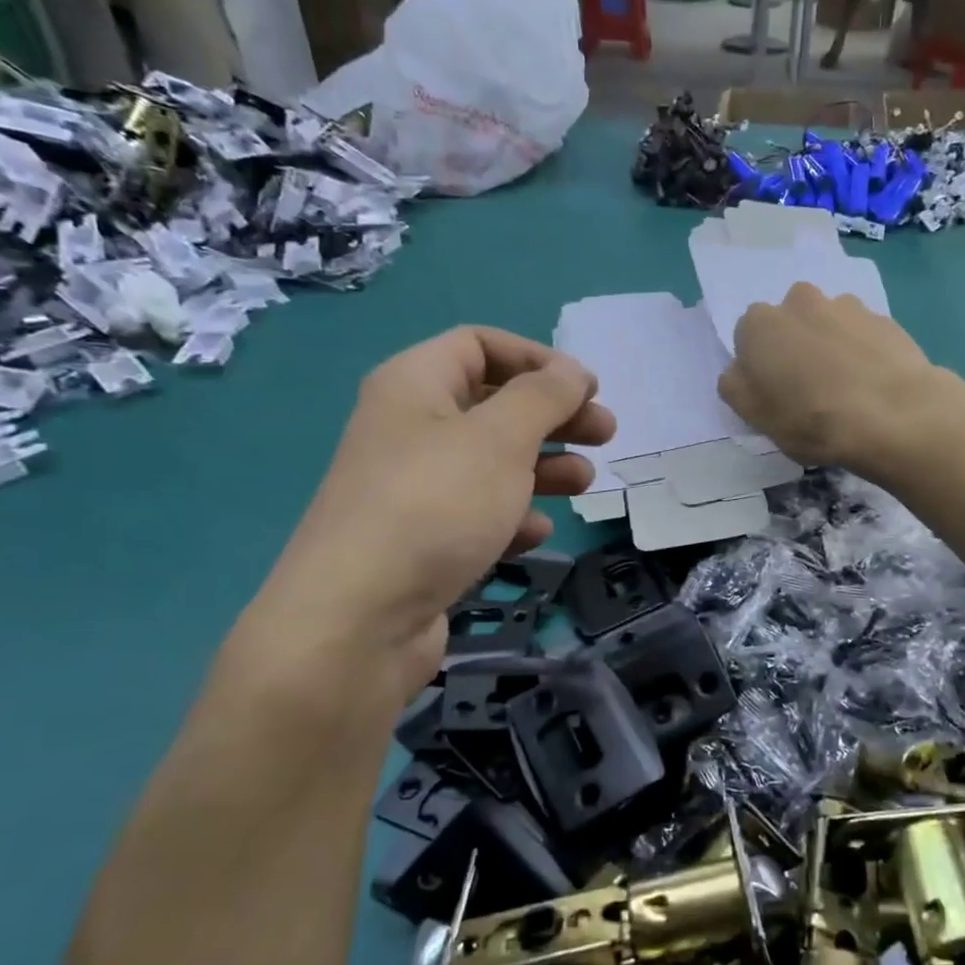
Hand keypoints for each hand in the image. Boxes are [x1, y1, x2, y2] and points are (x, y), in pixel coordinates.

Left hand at [238, 327, 614, 696]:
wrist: (359, 620)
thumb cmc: (436, 506)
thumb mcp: (501, 438)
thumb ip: (544, 396)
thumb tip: (571, 370)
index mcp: (415, 384)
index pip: (480, 344)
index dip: (538, 359)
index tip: (587, 389)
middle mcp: (409, 429)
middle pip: (494, 404)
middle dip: (553, 416)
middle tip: (605, 435)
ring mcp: (414, 489)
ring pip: (491, 462)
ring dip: (543, 467)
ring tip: (584, 485)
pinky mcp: (422, 541)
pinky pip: (477, 513)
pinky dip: (511, 516)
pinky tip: (534, 534)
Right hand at [718, 283, 939, 470]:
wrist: (892, 414)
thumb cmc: (810, 418)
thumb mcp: (755, 416)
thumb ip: (736, 387)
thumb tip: (739, 372)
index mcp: (759, 324)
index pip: (748, 339)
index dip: (760, 367)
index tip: (775, 393)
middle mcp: (799, 301)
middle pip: (790, 323)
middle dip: (796, 346)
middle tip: (809, 388)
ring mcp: (846, 306)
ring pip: (828, 324)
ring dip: (831, 345)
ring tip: (847, 387)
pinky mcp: (884, 319)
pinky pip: (863, 334)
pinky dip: (864, 352)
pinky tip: (873, 384)